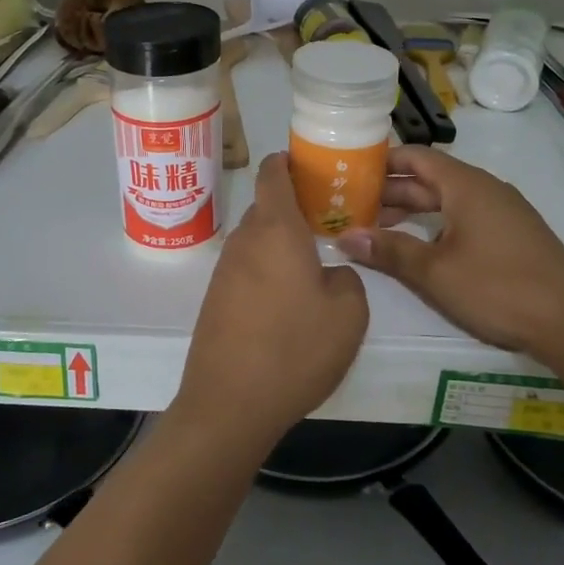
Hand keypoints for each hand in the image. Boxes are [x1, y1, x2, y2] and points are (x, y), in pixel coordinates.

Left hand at [173, 153, 369, 453]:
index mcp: (275, 229)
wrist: (229, 403)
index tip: (312, 166)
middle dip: (293, 207)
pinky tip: (286, 301)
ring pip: (256, 240)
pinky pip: (245, 269)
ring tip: (312, 265)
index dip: (289, 161)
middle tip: (328, 221)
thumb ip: (347, 278)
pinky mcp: (215, 299)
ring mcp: (224, 270)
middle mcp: (243, 241)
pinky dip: (266, 270)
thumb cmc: (294, 349)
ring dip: (280, 243)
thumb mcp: (348, 313)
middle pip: (265, 206)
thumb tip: (329, 273)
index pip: (272, 173)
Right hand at [337, 146, 563, 364]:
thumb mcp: (434, 271)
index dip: (381, 162)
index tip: (349, 173)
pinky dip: (436, 224)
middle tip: (352, 206)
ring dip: (412, 211)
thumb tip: (344, 236)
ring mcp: (503, 212)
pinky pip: (465, 217)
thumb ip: (388, 250)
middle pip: (430, 178)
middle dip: (391, 191)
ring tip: (378, 229)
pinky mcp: (514, 235)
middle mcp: (485, 189)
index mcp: (466, 185)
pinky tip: (421, 248)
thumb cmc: (497, 288)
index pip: (416, 156)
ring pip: (448, 200)